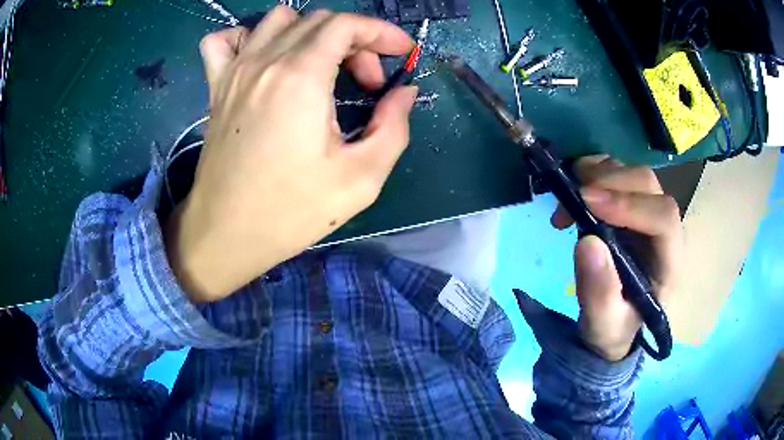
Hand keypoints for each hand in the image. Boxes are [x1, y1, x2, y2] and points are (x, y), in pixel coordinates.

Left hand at [166, 7, 417, 301]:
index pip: (347, 24)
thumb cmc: (291, 212)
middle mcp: (265, 62)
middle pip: (319, 21)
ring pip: (278, 20)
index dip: (381, 32)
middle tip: (366, 82)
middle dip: (356, 41)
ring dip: (311, 33)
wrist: (227, 234)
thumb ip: (393, 127)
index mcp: (301, 78)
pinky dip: (249, 38)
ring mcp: (235, 71)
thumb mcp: (361, 179)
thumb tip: (404, 93)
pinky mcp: (216, 87)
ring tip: (321, 67)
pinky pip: (224, 41)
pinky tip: (263, 59)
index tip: (401, 53)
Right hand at [551, 155, 682, 360]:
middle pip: (648, 186)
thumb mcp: (602, 324)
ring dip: (599, 174)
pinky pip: (617, 174)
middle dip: (611, 183)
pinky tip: (575, 186)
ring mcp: (647, 214)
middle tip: (574, 197)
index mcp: (669, 261)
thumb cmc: (613, 328)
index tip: (589, 203)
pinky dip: (594, 171)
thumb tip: (587, 242)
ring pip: (633, 174)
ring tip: (569, 195)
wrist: (613, 325)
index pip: (664, 218)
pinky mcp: (630, 206)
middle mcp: (664, 230)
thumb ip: (599, 293)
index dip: (630, 205)